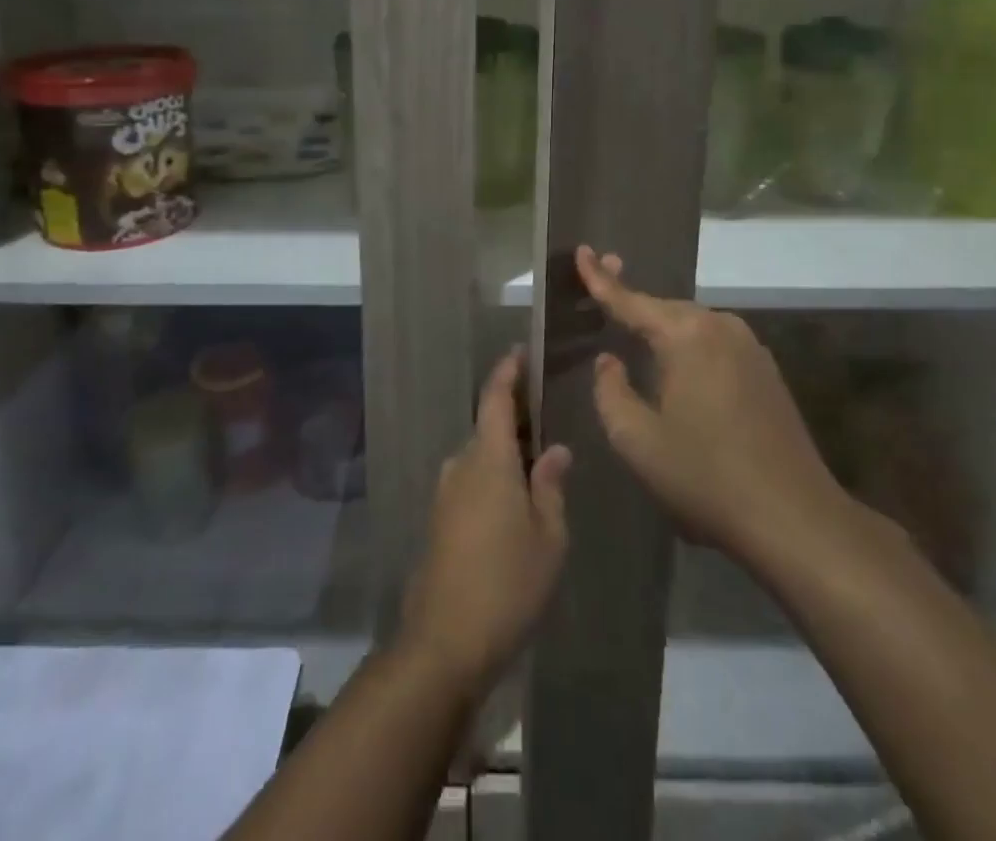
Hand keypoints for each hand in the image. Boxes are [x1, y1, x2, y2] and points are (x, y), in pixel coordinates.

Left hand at [400, 351, 571, 695]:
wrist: (444, 641)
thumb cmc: (507, 583)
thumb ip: (551, 487)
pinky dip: (493, 478)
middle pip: (488, 427)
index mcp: (488, 459)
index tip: (520, 353)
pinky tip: (515, 503)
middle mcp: (461, 465)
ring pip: (479, 457)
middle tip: (547, 419)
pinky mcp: (439, 520)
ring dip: (504, 452)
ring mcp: (445, 493)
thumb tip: (555, 450)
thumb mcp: (548, 536)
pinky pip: (470, 482)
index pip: (494, 398)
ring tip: (538, 465)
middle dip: (514, 418)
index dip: (507, 372)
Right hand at [579, 246, 854, 576]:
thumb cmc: (706, 477)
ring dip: (662, 330)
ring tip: (634, 337)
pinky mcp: (766, 372)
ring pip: (692, 327)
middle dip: (632, 303)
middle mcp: (720, 327)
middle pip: (664, 309)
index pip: (630, 300)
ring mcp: (750, 348)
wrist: (795, 519)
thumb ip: (610, 392)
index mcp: (686, 335)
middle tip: (601, 293)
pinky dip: (689, 348)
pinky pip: (714, 345)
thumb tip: (609, 361)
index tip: (582, 250)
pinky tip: (679, 370)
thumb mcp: (637, 440)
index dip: (600, 278)